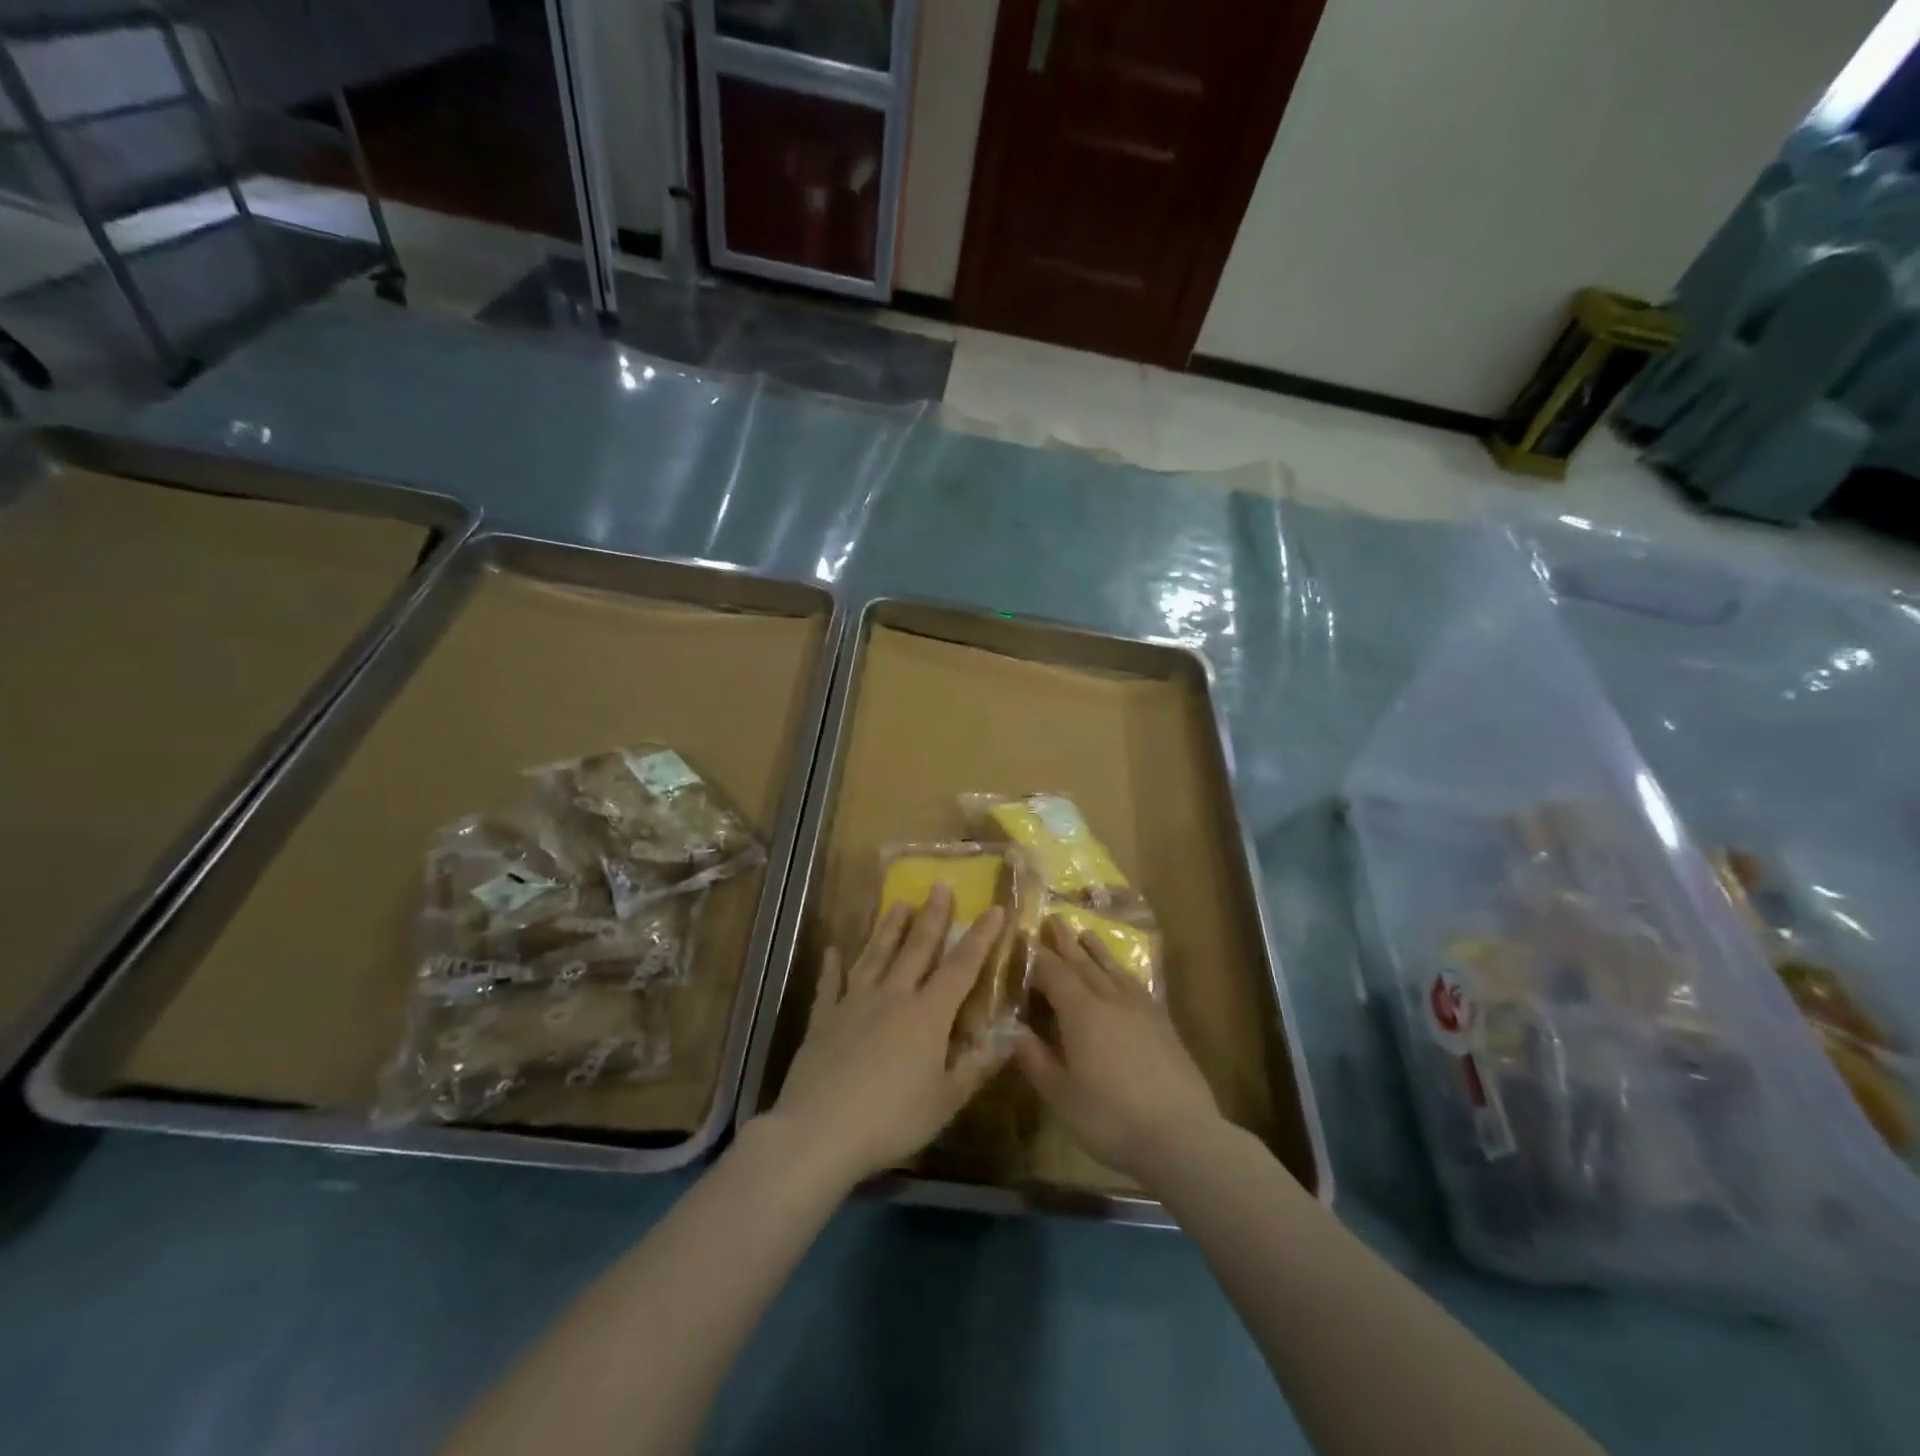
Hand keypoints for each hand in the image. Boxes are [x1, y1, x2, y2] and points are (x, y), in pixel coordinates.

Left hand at [761, 886, 1010, 1189]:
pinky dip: (832, 966)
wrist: (819, 1131)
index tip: (994, 909)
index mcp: (928, 1015)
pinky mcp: (824, 1018)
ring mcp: (854, 1003)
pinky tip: (832, 949)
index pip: (961, 967)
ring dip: (889, 929)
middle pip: (916, 949)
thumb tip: (1010, 1037)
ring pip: (876, 956)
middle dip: (932, 917)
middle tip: (939, 885)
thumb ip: (977, 1066)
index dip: (980, 938)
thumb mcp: (945, 1101)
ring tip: (898, 903)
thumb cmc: (891, 1119)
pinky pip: (830, 985)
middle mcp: (893, 996)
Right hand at [1013, 918, 1223, 1188]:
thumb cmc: (1111, 1118)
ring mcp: (1140, 1008)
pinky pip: (1136, 984)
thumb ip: (1035, 1060)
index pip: (1052, 972)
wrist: (1182, 1135)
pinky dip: (1123, 972)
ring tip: (1085, 933)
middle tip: (1053, 918)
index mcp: (1080, 1012)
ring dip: (1096, 950)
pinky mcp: (1162, 1023)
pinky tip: (1123, 975)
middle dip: (1065, 941)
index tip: (1022, 938)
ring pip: (1112, 969)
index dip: (1035, 956)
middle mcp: (1109, 999)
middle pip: (1083, 962)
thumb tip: (1013, 1032)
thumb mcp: (1061, 1095)